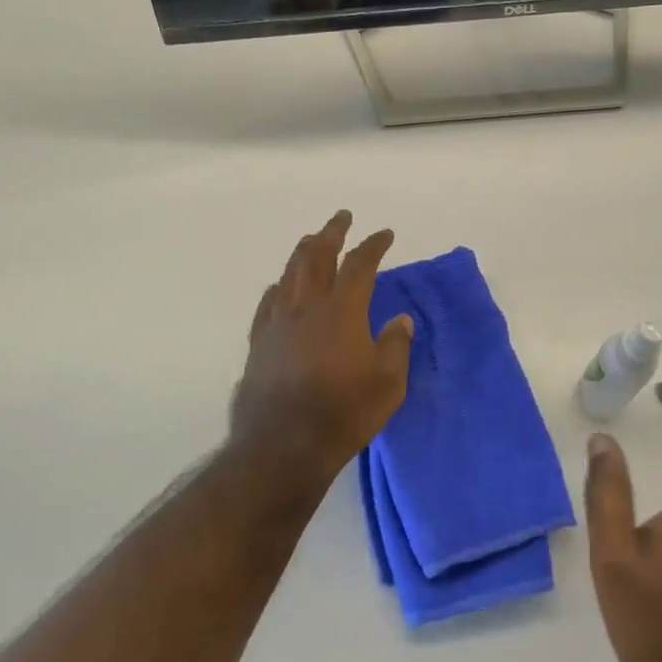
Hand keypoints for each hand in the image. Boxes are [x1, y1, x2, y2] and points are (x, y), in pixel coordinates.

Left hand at [230, 211, 413, 479]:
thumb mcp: (387, 384)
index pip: (360, 264)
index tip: (385, 234)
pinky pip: (268, 301)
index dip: (374, 245)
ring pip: (290, 273)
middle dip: (332, 232)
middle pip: (317, 256)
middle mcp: (307, 306)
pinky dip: (279, 285)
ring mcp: (278, 322)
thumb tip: (401, 319)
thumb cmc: (343, 414)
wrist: (283, 444)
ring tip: (313, 240)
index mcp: (342, 310)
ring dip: (303, 251)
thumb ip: (395, 346)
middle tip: (342, 217)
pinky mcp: (259, 341)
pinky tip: (280, 286)